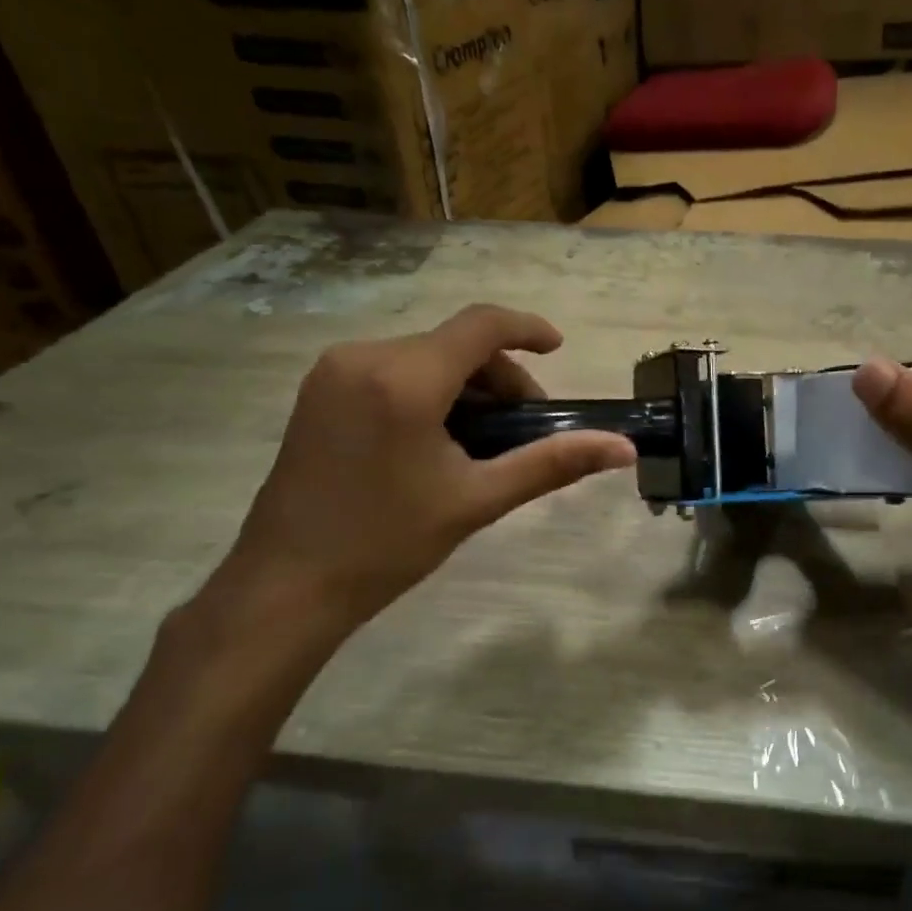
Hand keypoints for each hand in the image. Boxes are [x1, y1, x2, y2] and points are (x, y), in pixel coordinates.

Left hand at [218, 304, 635, 633]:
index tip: (559, 349)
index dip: (527, 328)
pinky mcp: (319, 390)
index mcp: (404, 379)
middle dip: (499, 377)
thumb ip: (553, 464)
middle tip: (522, 430)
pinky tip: (438, 439)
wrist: (287, 584)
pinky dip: (430, 390)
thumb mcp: (478, 500)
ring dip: (466, 386)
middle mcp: (365, 356)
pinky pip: (393, 370)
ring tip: (482, 441)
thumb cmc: (387, 543)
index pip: (481, 325)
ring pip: (425, 356)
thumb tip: (624, 449)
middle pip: (455, 344)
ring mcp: (334, 371)